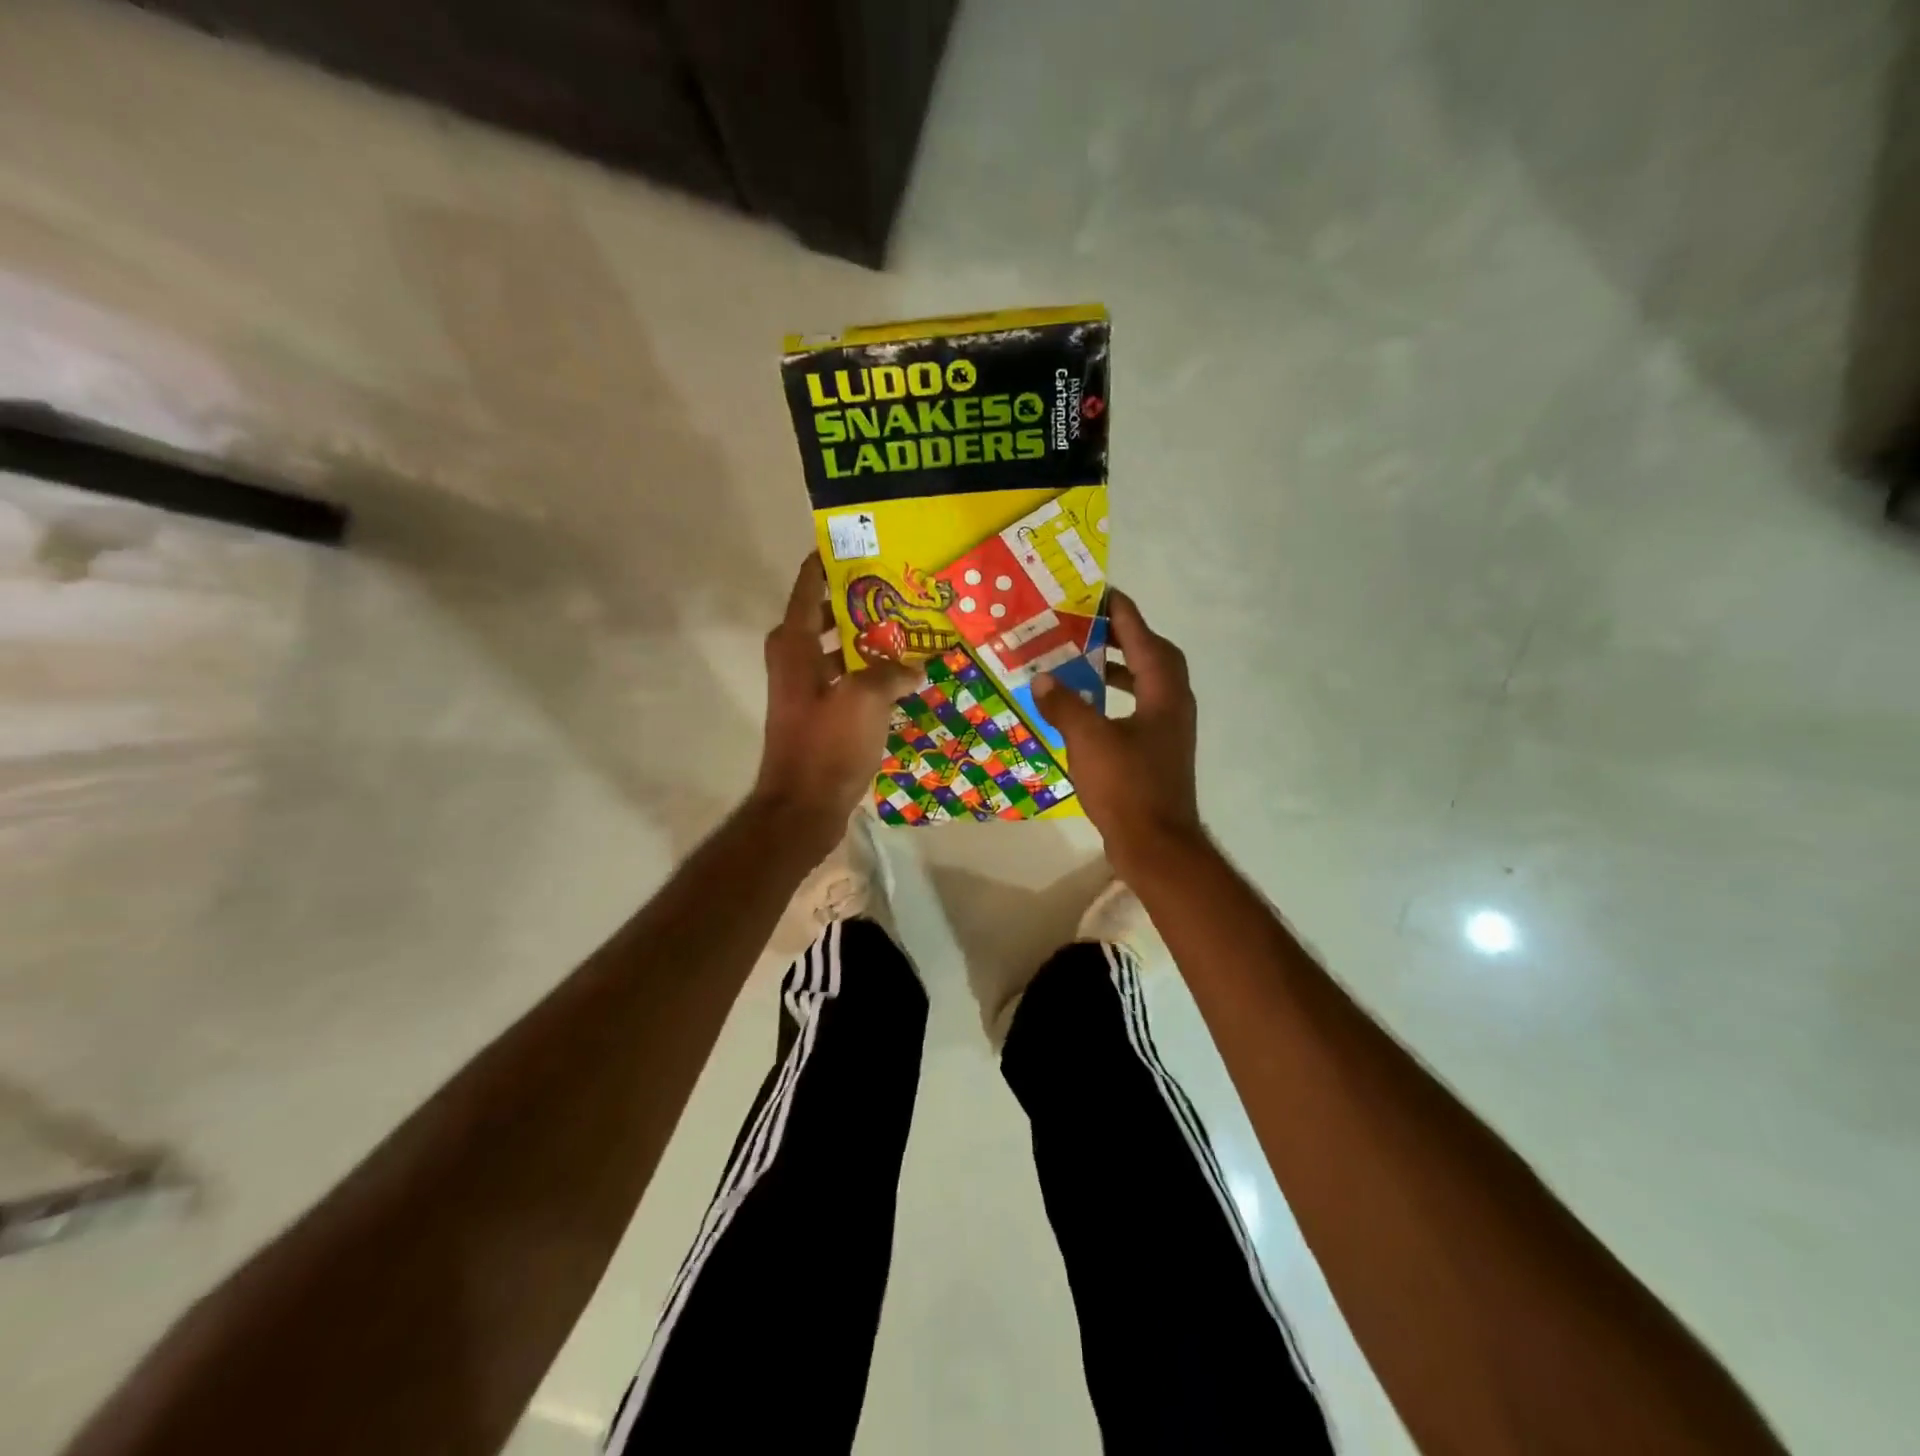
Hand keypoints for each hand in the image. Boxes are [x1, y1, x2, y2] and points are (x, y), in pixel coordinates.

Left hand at [751, 554, 915, 843]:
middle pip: (826, 616)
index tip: (855, 541)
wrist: (803, 807)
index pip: (808, 586)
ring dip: (868, 640)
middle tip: (898, 586)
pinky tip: (902, 678)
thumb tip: (915, 667)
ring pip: (839, 650)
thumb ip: (892, 673)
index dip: (827, 561)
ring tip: (909, 628)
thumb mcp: (865, 699)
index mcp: (795, 644)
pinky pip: (846, 680)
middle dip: (859, 600)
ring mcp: (805, 690)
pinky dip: (869, 674)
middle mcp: (794, 660)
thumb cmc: (827, 745)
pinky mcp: (819, 715)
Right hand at [1034, 589, 1204, 872]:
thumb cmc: (1126, 787)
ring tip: (1087, 662)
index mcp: (1164, 695)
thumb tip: (1043, 679)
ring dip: (1122, 669)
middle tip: (1092, 627)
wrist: (1156, 846)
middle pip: (1155, 658)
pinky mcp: (1159, 754)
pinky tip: (1090, 710)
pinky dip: (1118, 699)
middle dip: (1126, 638)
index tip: (1104, 594)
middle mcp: (1173, 706)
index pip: (1146, 640)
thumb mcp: (1088, 740)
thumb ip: (1065, 705)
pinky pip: (1140, 710)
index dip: (1125, 615)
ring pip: (1149, 686)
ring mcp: (1169, 732)